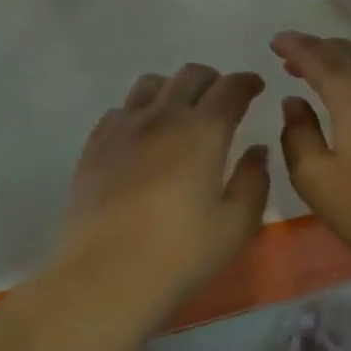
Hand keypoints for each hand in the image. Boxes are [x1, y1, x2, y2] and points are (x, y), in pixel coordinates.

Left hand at [57, 64, 270, 313]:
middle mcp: (163, 116)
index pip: (230, 88)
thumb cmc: (180, 253)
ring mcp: (123, 128)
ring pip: (151, 84)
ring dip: (173, 88)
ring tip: (180, 111)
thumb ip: (253, 181)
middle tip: (223, 99)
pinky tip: (143, 135)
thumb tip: (256, 150)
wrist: (105, 275)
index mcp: (203, 131)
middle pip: (190, 75)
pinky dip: (139, 111)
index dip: (247, 82)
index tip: (255, 87)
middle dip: (213, 80)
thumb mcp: (236, 225)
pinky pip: (120, 110)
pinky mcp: (95, 146)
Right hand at [271, 32, 350, 272]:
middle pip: (346, 50)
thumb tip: (294, 102)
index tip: (274, 41)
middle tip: (292, 57)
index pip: (316, 56)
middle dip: (316, 49)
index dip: (293, 45)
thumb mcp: (317, 181)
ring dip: (343, 58)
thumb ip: (297, 135)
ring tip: (323, 72)